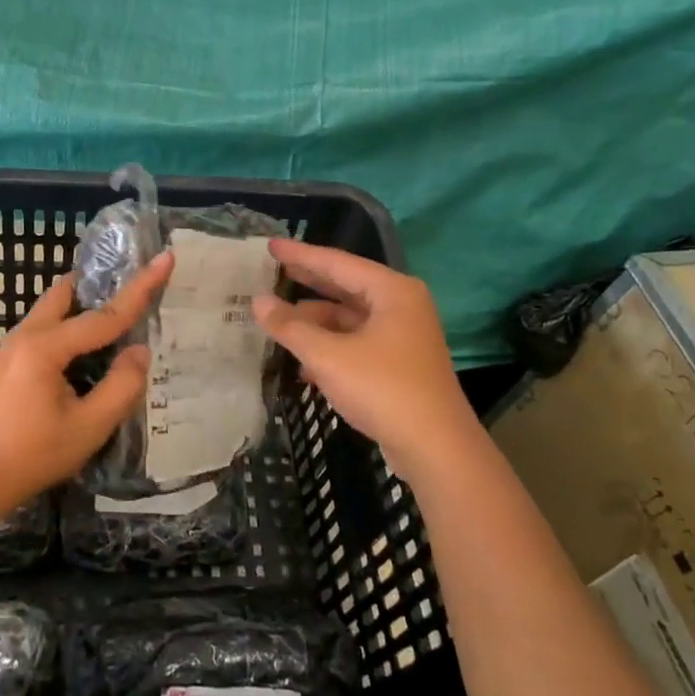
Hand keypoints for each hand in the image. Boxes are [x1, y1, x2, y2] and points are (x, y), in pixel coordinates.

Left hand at [0, 251, 174, 506]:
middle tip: (137, 282)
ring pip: (55, 307)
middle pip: (70, 292)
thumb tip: (140, 351)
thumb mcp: (87, 427)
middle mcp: (27, 334)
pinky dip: (72, 322)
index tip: (165, 257)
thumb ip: (121, 386)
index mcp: (46, 346)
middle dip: (103, 283)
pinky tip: (91, 345)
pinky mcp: (11, 360)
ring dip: (86, 303)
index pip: (104, 314)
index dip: (140, 287)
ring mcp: (14, 346)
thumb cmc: (31, 455)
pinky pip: (47, 326)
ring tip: (120, 311)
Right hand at [251, 238, 475, 474]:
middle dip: (307, 282)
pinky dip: (329, 346)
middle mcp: (400, 305)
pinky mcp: (398, 363)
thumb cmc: (383, 389)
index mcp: (392, 291)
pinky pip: (356, 342)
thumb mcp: (328, 356)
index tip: (270, 245)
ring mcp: (402, 335)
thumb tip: (258, 302)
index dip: (300, 254)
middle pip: (344, 286)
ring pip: (348, 318)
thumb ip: (290, 327)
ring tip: (276, 322)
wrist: (436, 449)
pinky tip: (301, 362)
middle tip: (271, 271)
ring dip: (314, 322)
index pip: (337, 262)